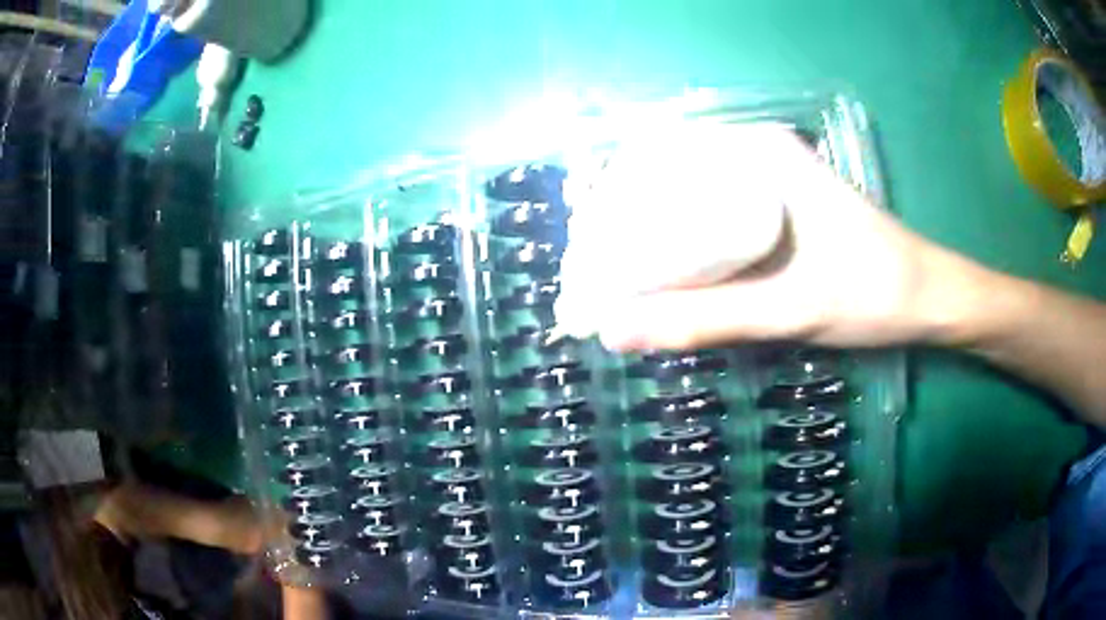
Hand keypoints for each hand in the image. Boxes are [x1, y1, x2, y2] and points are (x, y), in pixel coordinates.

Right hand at [596, 127, 985, 351]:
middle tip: (588, 261)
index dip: (610, 188)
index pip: (661, 152)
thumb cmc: (876, 292)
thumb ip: (707, 320)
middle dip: (621, 213)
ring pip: (688, 195)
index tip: (580, 231)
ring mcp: (768, 182)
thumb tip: (616, 333)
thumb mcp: (792, 309)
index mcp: (761, 151)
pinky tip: (661, 272)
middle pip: (668, 172)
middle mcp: (758, 154)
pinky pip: (712, 216)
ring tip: (609, 270)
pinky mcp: (776, 210)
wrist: (930, 298)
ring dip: (647, 229)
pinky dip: (681, 241)